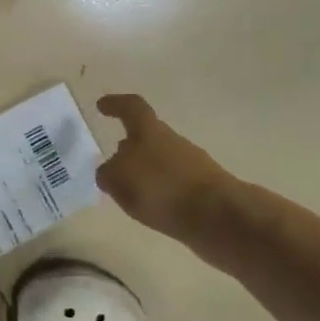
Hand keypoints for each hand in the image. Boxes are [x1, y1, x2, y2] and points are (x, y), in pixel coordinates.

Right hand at [95, 94, 233, 240]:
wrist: (218, 216)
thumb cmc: (162, 189)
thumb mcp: (119, 180)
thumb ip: (108, 172)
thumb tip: (110, 170)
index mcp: (150, 132)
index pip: (131, 108)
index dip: (116, 104)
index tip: (102, 106)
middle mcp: (172, 142)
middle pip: (147, 137)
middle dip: (129, 148)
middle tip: (112, 163)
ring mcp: (191, 165)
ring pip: (159, 161)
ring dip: (142, 172)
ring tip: (126, 193)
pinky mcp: (201, 189)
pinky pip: (171, 184)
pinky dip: (157, 192)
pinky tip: (149, 209)